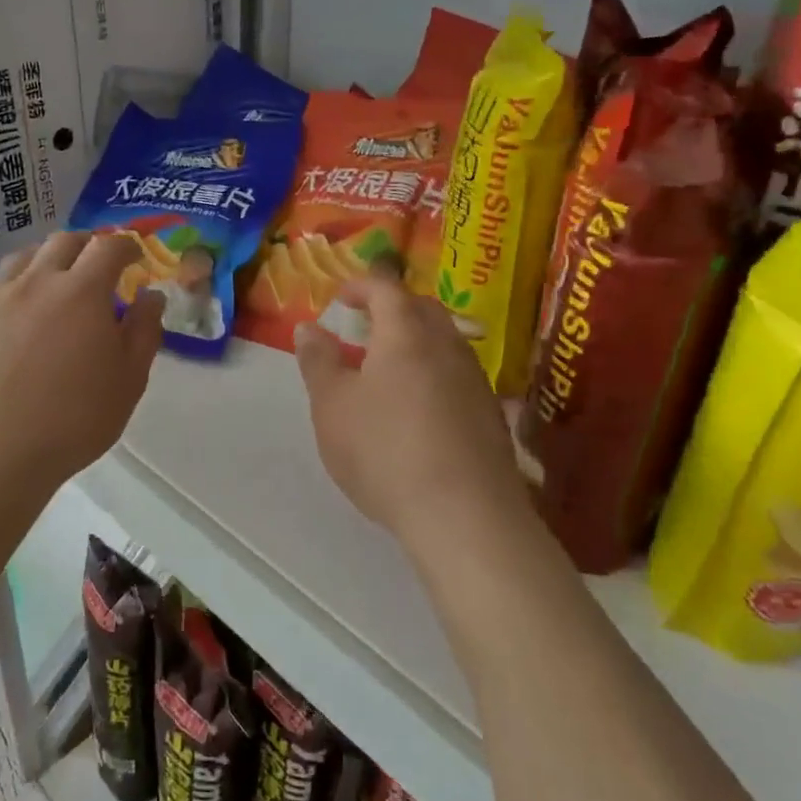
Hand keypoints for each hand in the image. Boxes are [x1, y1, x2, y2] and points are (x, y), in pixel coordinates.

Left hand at [0, 232, 163, 495]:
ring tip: (57, 284)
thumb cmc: (74, 420)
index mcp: (81, 291)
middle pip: (63, 241)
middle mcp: (35, 282)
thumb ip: (145, 330)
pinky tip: (21, 318)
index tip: (135, 257)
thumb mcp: (129, 380)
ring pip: (23, 258)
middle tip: (99, 266)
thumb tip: (151, 296)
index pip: (108, 246)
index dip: (127, 246)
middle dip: (87, 245)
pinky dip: (17, 287)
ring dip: (48, 260)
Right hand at [295, 277, 525, 548]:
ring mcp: (475, 380)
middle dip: (393, 308)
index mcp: (405, 334)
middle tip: (365, 326)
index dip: (361, 286)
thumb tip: (308, 327)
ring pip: (445, 342)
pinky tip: (419, 408)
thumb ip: (318, 361)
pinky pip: (458, 374)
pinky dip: (434, 373)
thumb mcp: (332, 406)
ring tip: (388, 368)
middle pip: (422, 309)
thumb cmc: (384, 451)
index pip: (386, 288)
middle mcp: (447, 346)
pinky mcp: (491, 414)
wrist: (464, 514)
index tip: (340, 298)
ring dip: (416, 341)